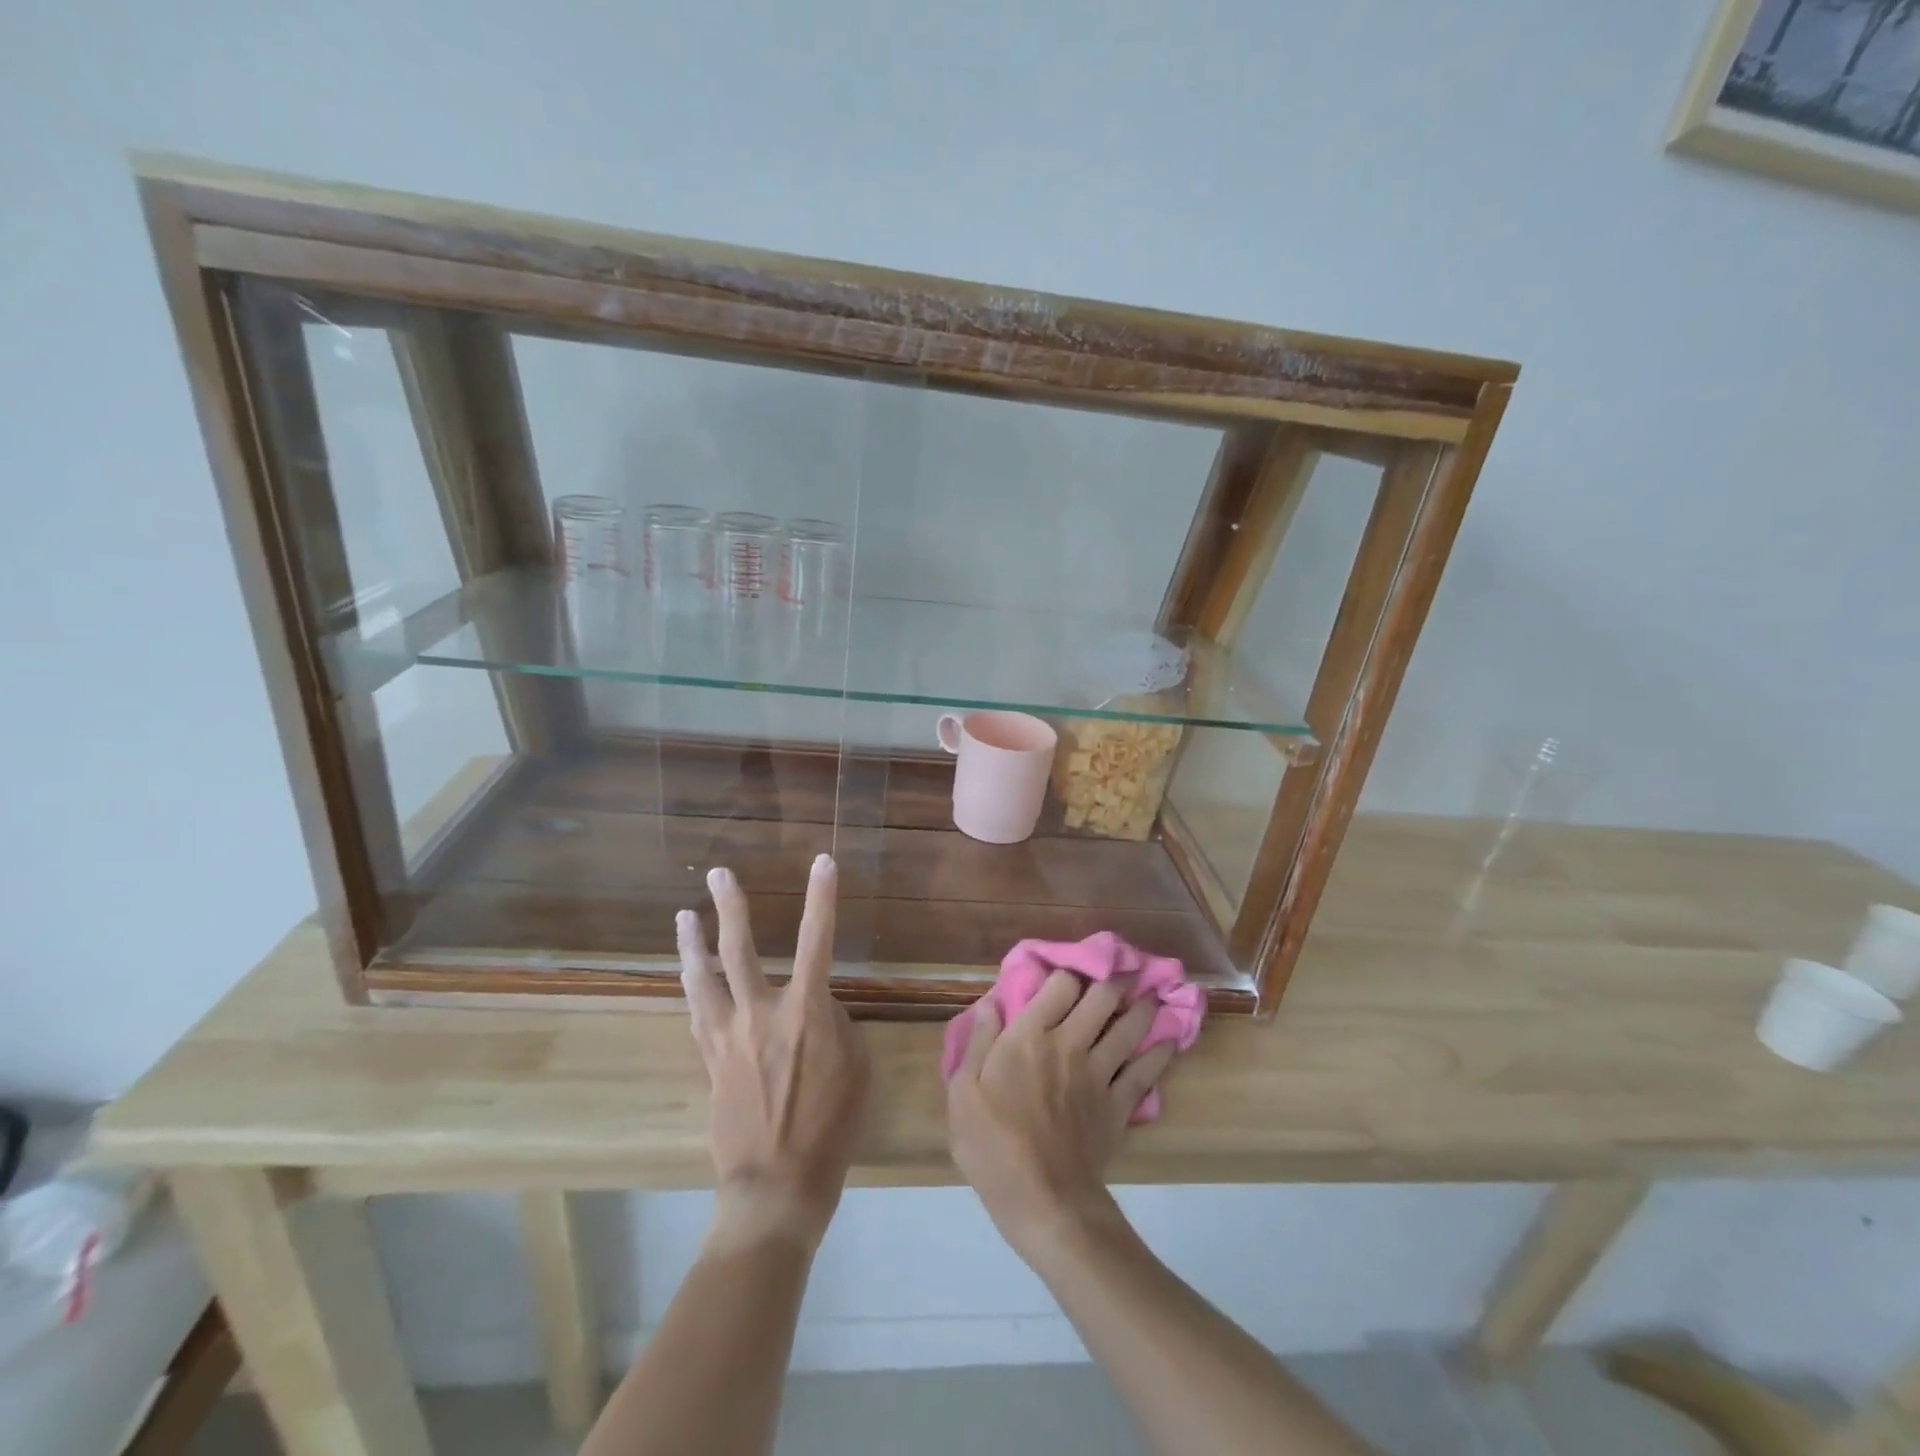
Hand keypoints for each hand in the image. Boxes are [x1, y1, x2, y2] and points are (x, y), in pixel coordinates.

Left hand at [679, 855, 870, 1252]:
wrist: (776, 1185)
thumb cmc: (831, 1126)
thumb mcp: (856, 1068)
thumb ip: (836, 1025)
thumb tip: (816, 1008)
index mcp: (806, 1011)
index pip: (817, 939)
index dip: (822, 897)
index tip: (822, 861)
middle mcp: (761, 1012)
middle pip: (739, 949)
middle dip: (731, 906)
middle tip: (719, 874)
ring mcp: (728, 1035)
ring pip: (703, 977)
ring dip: (692, 943)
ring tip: (683, 915)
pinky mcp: (710, 1059)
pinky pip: (697, 1012)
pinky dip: (692, 986)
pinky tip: (688, 973)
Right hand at [946, 971, 1174, 1261]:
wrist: (1043, 1201)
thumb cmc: (993, 1145)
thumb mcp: (964, 1092)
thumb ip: (979, 1042)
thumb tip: (991, 1002)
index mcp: (1030, 1035)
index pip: (1060, 984)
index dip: (1066, 973)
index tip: (1066, 976)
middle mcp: (1070, 1043)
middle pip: (1102, 997)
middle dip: (1111, 982)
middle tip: (1116, 977)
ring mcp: (1100, 1073)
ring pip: (1130, 1027)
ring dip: (1142, 1008)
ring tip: (1149, 998)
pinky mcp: (1120, 1104)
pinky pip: (1147, 1071)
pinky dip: (1161, 1053)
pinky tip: (1170, 1042)